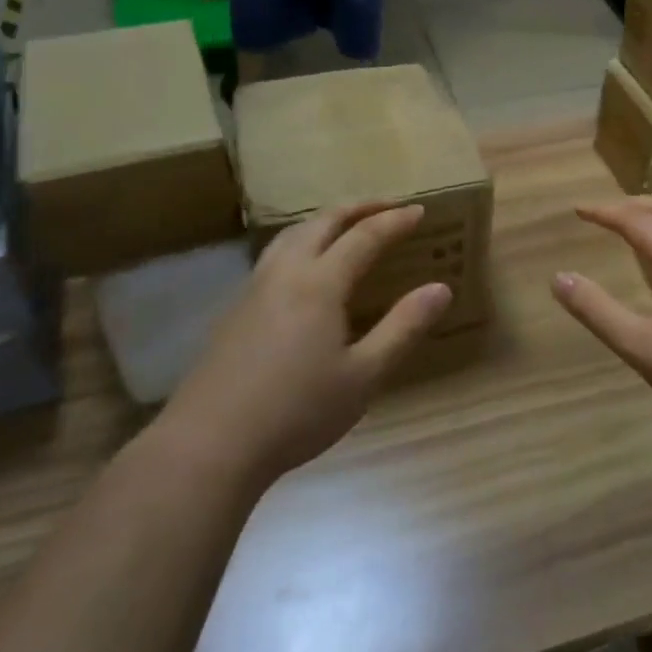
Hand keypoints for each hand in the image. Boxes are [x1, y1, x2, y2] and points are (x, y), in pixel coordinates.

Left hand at [165, 204, 452, 483]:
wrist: (210, 445)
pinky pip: (273, 256)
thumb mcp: (364, 375)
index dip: (393, 221)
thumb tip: (440, 288)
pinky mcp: (233, 311)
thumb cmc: (297, 411)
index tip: (418, 211)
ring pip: (290, 235)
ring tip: (345, 225)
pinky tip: (303, 269)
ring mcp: (253, 290)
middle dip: (357, 208)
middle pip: (322, 222)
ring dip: (324, 221)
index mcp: (319, 283)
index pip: (363, 237)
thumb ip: (404, 327)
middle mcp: (284, 273)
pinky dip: (300, 242)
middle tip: (387, 206)